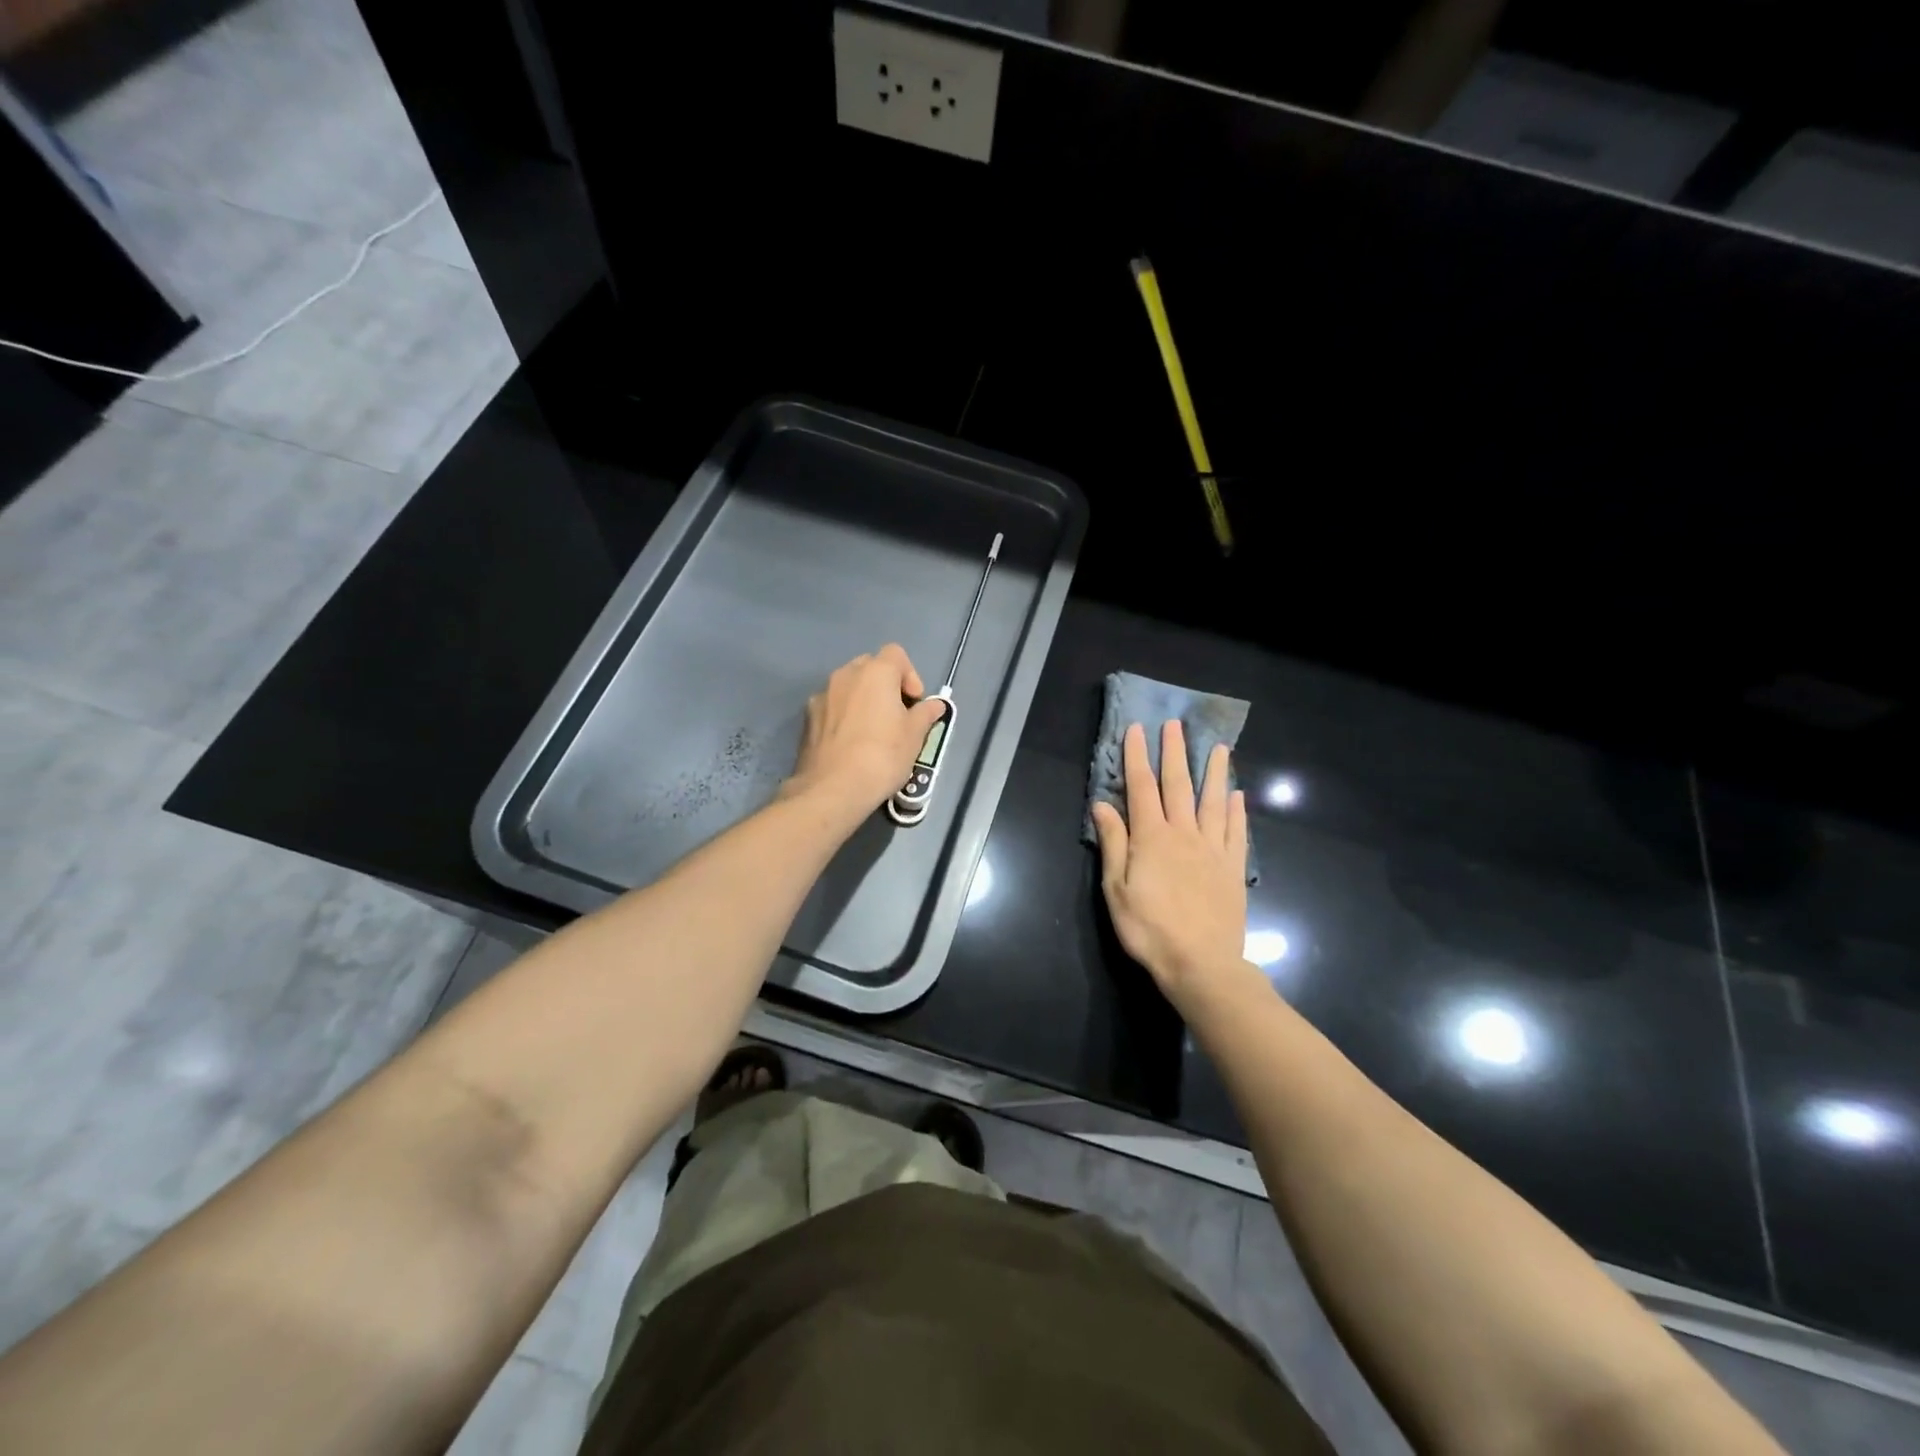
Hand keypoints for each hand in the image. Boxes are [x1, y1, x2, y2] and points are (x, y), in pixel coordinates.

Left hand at [782, 645, 947, 820]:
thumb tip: (935, 705)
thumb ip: (925, 714)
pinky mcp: (807, 718)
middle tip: (896, 714)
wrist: (833, 789)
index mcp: (875, 672)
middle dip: (885, 685)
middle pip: (870, 666)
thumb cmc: (883, 756)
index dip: (910, 675)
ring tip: (872, 731)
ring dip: (862, 699)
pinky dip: (843, 715)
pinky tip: (850, 743)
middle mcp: (845, 675)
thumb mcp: (915, 736)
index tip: (915, 702)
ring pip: (848, 687)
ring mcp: (822, 695)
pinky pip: (832, 706)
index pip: (896, 654)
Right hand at [1091, 721, 1249, 1002]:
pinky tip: (1237, 796)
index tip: (1137, 729)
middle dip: (1175, 753)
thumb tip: (1102, 804)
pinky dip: (1236, 810)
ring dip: (1214, 772)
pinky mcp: (1233, 868)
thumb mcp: (1117, 889)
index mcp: (1151, 837)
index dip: (1138, 757)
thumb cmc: (1149, 929)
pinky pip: (1235, 832)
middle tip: (1175, 725)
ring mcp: (1213, 849)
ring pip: (1213, 801)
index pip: (1141, 787)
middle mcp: (1184, 834)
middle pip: (1178, 785)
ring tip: (1218, 747)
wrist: (1201, 963)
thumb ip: (1113, 843)